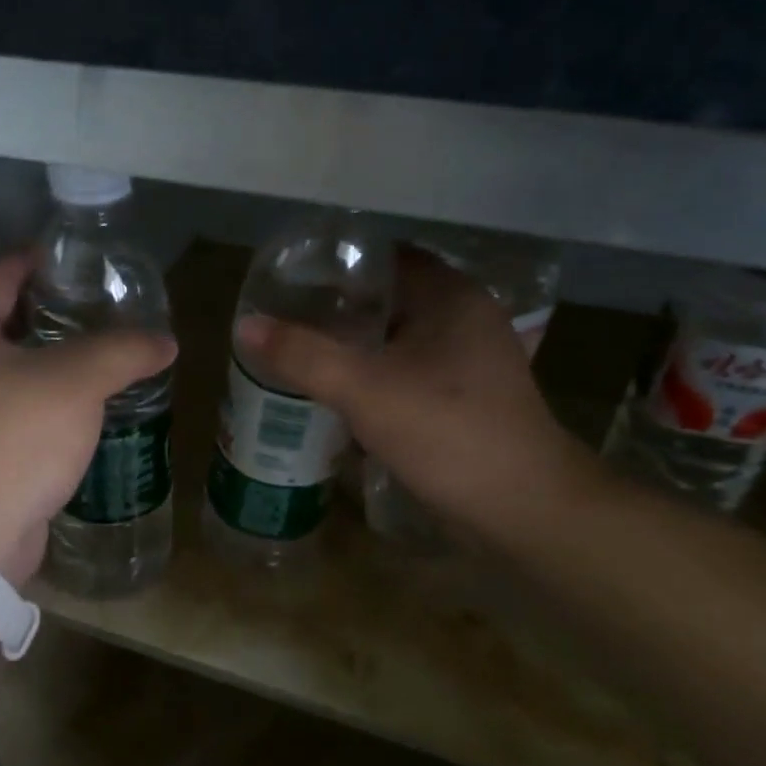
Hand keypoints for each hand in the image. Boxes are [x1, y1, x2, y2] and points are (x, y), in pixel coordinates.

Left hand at [0, 253, 176, 587]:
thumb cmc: (14, 441)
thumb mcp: (76, 384)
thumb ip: (123, 352)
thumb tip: (166, 341)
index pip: (2, 274)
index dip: (43, 260)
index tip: (83, 260)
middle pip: (5, 322)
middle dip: (54, 314)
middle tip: (105, 310)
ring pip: (10, 370)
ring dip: (51, 362)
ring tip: (102, 357)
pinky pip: (11, 410)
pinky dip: (43, 402)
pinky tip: (82, 409)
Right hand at [236, 247, 600, 542]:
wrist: (519, 507)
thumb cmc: (446, 432)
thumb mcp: (365, 390)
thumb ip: (304, 356)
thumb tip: (245, 325)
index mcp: (450, 297)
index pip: (386, 258)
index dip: (338, 267)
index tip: (291, 282)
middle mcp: (465, 319)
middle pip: (390, 300)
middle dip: (339, 311)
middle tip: (287, 322)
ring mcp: (470, 362)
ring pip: (399, 341)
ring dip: (356, 348)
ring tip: (303, 356)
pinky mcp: (466, 399)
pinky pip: (410, 373)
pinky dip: (376, 378)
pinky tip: (341, 396)